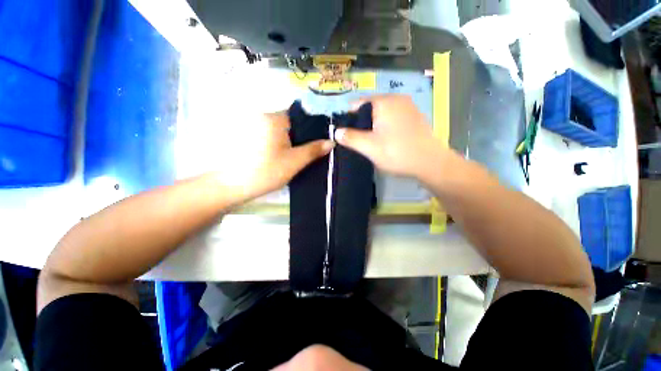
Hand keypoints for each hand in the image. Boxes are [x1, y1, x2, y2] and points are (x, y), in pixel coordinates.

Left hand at [214, 112, 332, 205]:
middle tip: (311, 149)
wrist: (234, 186)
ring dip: (291, 140)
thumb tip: (331, 141)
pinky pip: (271, 136)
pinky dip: (280, 143)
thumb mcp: (294, 161)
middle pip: (290, 123)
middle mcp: (263, 117)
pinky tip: (284, 155)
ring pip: (281, 131)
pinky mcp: (250, 137)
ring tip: (299, 154)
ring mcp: (254, 127)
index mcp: (274, 119)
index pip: (299, 115)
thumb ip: (313, 150)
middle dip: (301, 135)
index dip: (311, 126)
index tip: (319, 139)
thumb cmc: (267, 171)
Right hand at [335, 94, 444, 177]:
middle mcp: (397, 99)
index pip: (358, 103)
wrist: (430, 163)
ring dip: (374, 125)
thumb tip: (336, 132)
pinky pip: (393, 118)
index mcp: (384, 102)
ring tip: (371, 142)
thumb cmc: (397, 153)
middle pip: (370, 108)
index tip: (346, 133)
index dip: (349, 118)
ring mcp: (408, 107)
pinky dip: (385, 126)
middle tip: (358, 140)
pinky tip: (386, 140)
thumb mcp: (369, 147)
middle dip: (362, 123)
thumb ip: (351, 138)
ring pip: (382, 114)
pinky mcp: (414, 117)